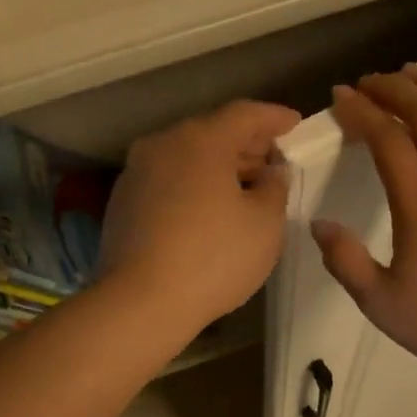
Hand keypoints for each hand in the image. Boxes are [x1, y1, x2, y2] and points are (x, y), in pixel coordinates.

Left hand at [99, 100, 301, 336]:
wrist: (140, 302)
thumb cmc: (213, 258)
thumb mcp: (264, 224)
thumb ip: (275, 188)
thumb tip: (271, 172)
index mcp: (200, 140)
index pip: (244, 114)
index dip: (274, 118)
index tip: (295, 124)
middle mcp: (162, 145)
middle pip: (211, 133)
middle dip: (246, 144)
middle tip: (274, 161)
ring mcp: (136, 173)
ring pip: (186, 157)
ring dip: (218, 167)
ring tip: (246, 188)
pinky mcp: (122, 202)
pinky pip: (167, 180)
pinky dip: (192, 185)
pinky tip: (208, 210)